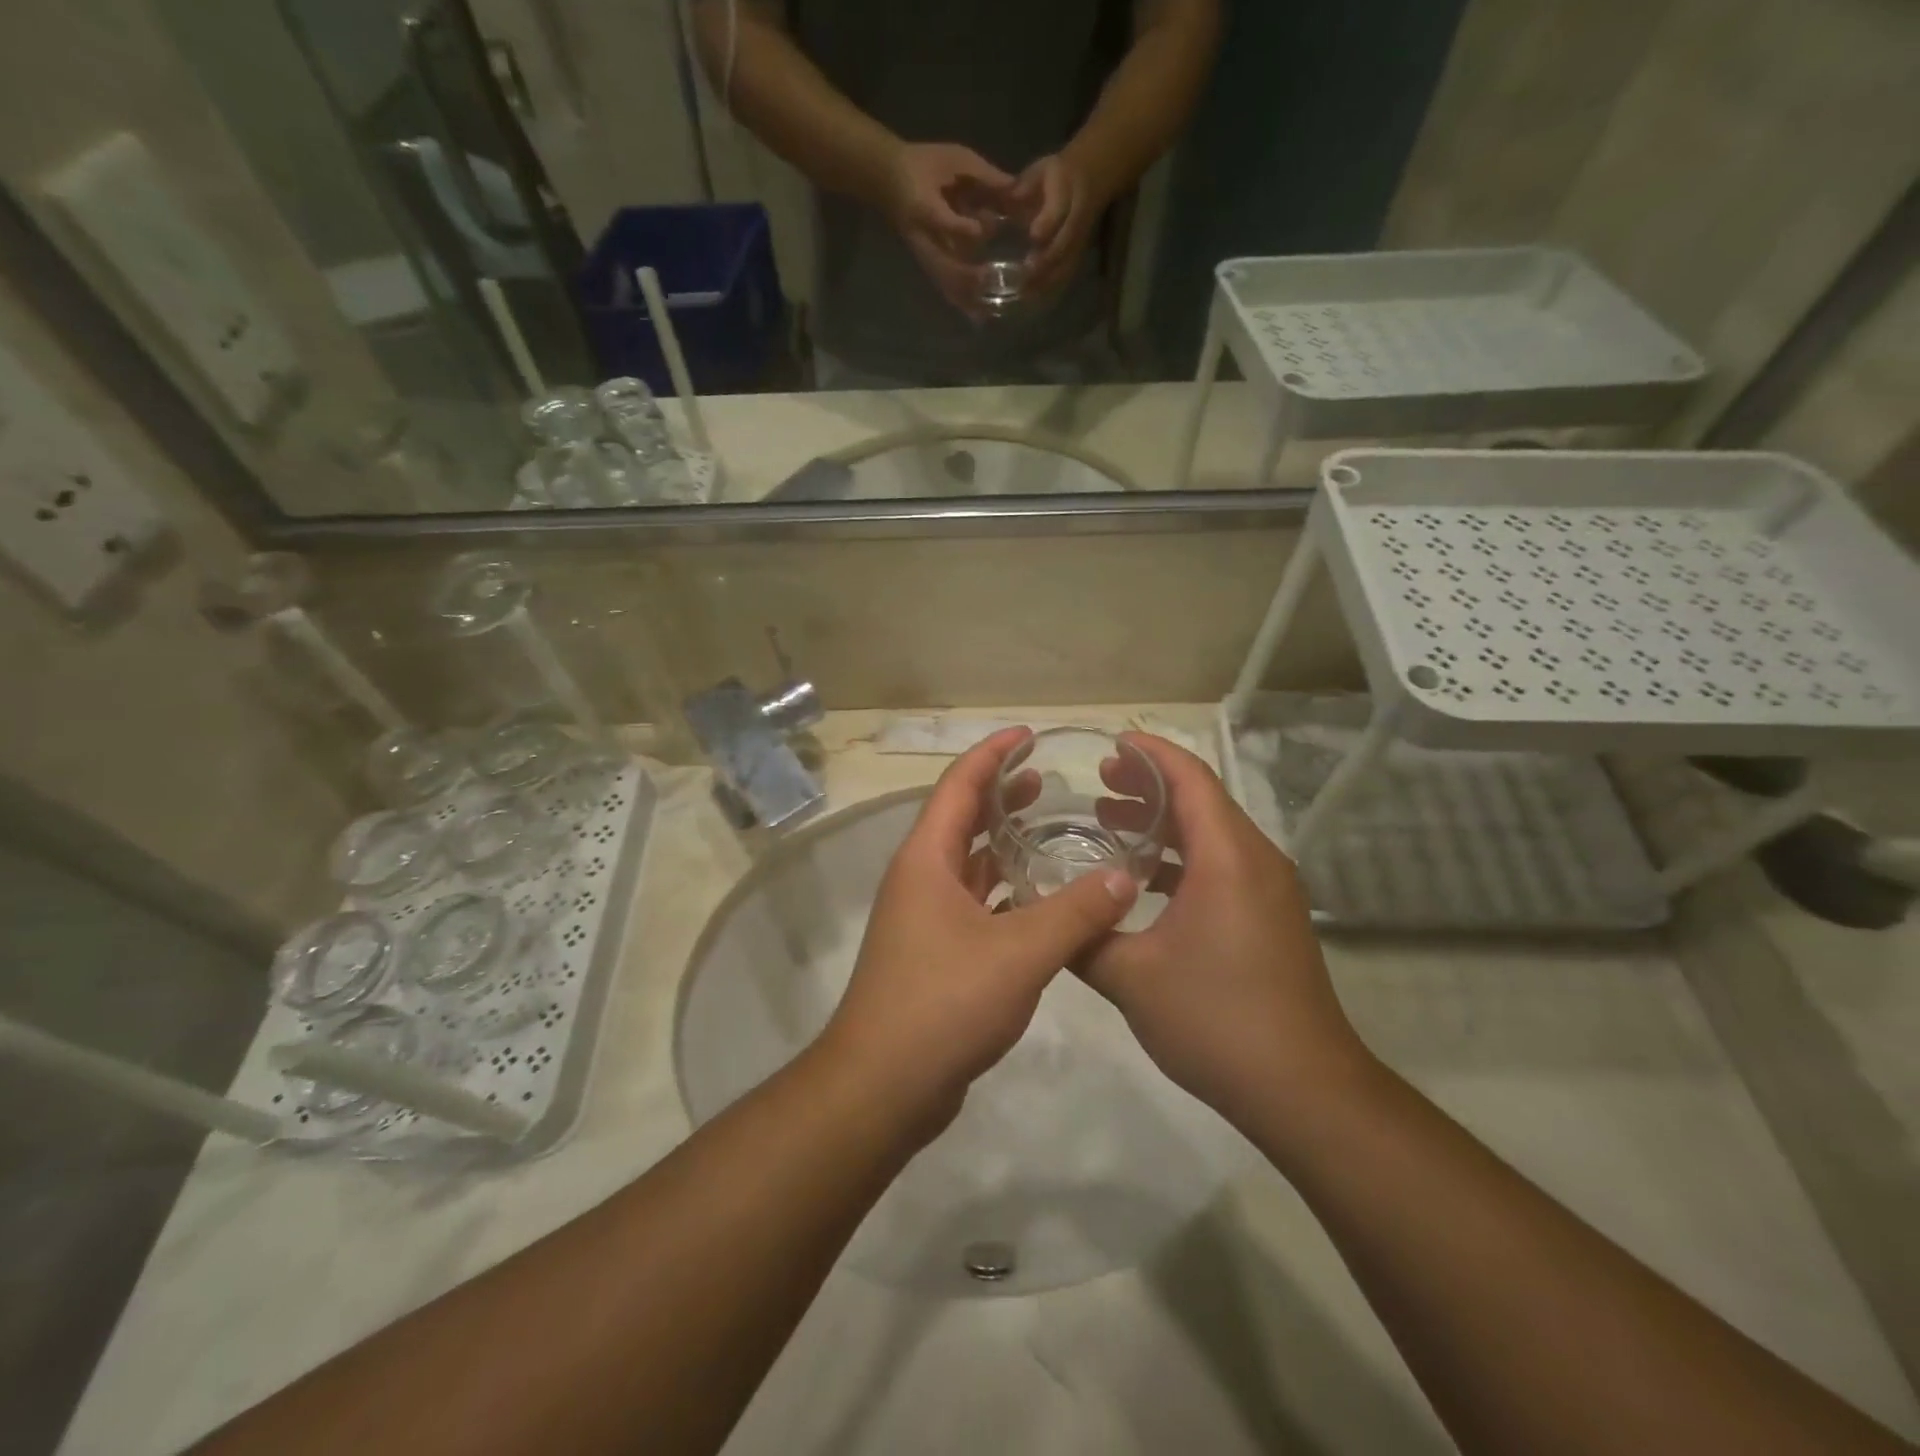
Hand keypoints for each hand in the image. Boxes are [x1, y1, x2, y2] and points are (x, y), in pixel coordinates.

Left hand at [819, 727, 1138, 1130]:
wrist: (883, 1086)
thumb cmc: (943, 1004)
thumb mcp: (1019, 954)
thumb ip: (1075, 914)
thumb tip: (1125, 878)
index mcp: (927, 860)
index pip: (959, 786)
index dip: (993, 754)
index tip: (1029, 735)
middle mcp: (921, 879)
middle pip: (960, 819)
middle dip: (1000, 794)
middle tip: (1047, 780)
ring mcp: (925, 918)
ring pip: (969, 864)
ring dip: (1003, 844)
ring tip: (1048, 830)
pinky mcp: (936, 953)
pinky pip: (976, 903)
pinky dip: (1006, 890)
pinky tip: (1041, 899)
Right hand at [880, 142, 1011, 316]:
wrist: (889, 179)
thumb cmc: (924, 163)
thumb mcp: (953, 157)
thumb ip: (982, 174)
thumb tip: (1014, 188)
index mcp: (924, 205)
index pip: (941, 221)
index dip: (961, 227)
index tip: (983, 230)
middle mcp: (922, 237)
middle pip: (942, 265)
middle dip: (967, 277)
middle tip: (992, 282)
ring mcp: (923, 254)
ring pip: (944, 282)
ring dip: (965, 298)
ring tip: (987, 314)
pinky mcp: (927, 264)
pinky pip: (944, 287)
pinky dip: (961, 302)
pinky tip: (977, 317)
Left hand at [1008, 153, 1098, 298]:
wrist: (1092, 178)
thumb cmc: (1055, 176)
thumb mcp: (1040, 171)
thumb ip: (1025, 185)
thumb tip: (1008, 198)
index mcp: (1067, 191)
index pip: (1060, 209)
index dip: (1049, 223)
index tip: (1033, 236)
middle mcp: (1076, 218)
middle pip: (1064, 243)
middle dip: (1046, 260)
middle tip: (1024, 274)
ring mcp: (1079, 240)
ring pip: (1066, 263)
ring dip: (1047, 281)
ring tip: (1025, 294)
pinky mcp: (1077, 255)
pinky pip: (1066, 274)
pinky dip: (1051, 289)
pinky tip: (1033, 300)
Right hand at [1079, 733, 1375, 1128]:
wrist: (1302, 1089)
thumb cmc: (1215, 1019)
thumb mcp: (1130, 977)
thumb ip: (1080, 936)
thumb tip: (1041, 915)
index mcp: (1227, 858)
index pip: (1189, 778)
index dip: (1149, 753)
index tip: (1108, 744)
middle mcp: (1255, 861)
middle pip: (1202, 800)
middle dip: (1150, 785)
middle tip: (1098, 782)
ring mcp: (1268, 890)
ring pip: (1212, 834)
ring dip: (1163, 823)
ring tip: (1109, 820)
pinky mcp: (1269, 917)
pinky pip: (1222, 865)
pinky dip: (1180, 858)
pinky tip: (1142, 881)